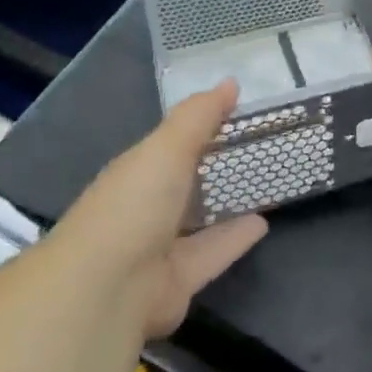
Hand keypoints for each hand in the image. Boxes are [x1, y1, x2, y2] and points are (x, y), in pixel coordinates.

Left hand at [56, 80, 267, 338]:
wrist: (108, 290)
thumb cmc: (135, 203)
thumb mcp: (168, 147)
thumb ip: (200, 116)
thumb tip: (231, 82)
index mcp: (134, 172)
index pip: (167, 144)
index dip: (197, 127)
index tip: (234, 111)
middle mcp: (142, 209)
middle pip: (180, 184)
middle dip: (208, 168)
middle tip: (253, 147)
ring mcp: (156, 249)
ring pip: (195, 222)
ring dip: (222, 206)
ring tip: (261, 185)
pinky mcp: (177, 283)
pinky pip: (211, 254)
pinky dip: (234, 239)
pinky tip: (263, 223)